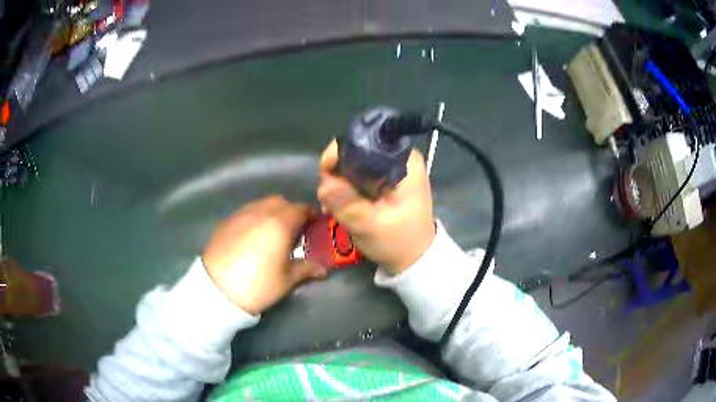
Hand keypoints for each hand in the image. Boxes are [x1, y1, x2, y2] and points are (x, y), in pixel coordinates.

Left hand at [202, 196, 326, 314]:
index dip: (309, 215)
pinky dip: (254, 218)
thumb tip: (323, 269)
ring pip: (261, 204)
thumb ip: (306, 269)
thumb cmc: (257, 284)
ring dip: (271, 212)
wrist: (216, 289)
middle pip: (280, 201)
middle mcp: (260, 212)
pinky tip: (251, 237)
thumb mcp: (286, 280)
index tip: (313, 226)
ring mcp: (240, 215)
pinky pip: (245, 212)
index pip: (300, 209)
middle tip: (292, 231)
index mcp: (279, 223)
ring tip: (271, 234)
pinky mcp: (226, 221)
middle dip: (290, 211)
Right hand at [317, 140, 435, 274]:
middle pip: (355, 152)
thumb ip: (347, 204)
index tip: (327, 176)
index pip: (365, 141)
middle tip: (329, 201)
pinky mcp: (382, 181)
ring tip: (333, 209)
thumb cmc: (399, 241)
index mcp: (404, 161)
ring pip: (352, 165)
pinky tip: (339, 208)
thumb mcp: (371, 225)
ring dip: (338, 185)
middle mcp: (397, 158)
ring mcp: (389, 170)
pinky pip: (356, 177)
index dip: (340, 154)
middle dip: (336, 174)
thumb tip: (324, 185)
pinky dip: (345, 191)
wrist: (414, 258)